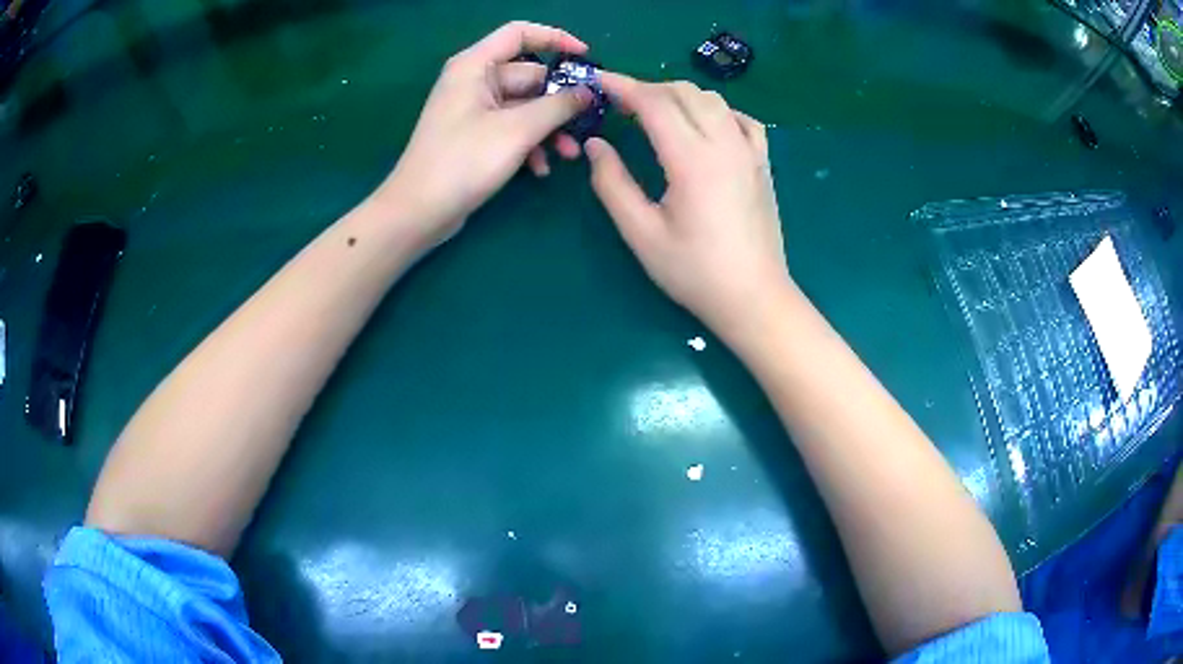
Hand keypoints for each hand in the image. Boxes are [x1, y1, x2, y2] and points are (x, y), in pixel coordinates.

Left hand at [375, 21, 591, 245]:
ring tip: (569, 155)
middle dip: (559, 100)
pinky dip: (529, 144)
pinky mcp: (474, 135)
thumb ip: (558, 106)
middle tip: (586, 122)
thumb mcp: (518, 130)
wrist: (418, 212)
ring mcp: (473, 109)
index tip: (585, 57)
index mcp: (475, 66)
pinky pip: (511, 128)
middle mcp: (474, 81)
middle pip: (528, 75)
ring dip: (549, 128)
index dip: (555, 38)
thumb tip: (587, 92)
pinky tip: (541, 169)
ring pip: (524, 106)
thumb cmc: (463, 161)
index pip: (519, 33)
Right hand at [586, 75, 791, 338]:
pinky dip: (717, 111)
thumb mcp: (642, 234)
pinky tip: (705, 125)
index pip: (654, 103)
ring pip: (713, 100)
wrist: (754, 297)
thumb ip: (612, 184)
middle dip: (647, 89)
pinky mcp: (763, 163)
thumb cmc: (694, 272)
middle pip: (684, 92)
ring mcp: (750, 151)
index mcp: (692, 159)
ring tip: (656, 112)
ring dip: (680, 95)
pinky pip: (742, 119)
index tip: (598, 81)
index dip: (622, 87)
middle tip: (620, 104)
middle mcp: (725, 144)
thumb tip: (596, 144)